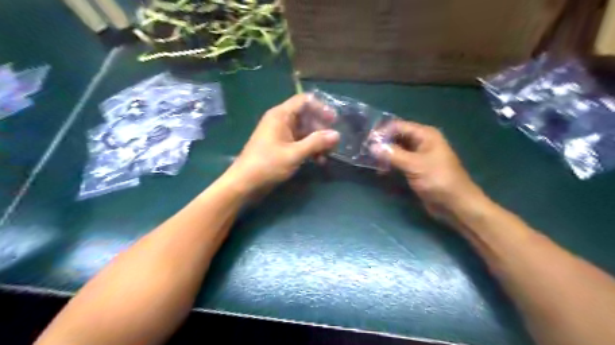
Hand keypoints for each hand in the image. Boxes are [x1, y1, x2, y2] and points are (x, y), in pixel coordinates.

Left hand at [225, 94, 337, 195]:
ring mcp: (280, 135)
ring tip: (327, 155)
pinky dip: (309, 149)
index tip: (333, 120)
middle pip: (306, 117)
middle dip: (321, 129)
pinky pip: (299, 143)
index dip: (320, 107)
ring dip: (317, 142)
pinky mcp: (281, 147)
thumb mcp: (294, 153)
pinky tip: (318, 161)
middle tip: (333, 142)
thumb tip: (336, 134)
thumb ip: (316, 143)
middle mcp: (281, 121)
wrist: (245, 184)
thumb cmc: (267, 165)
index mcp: (280, 115)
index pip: (304, 101)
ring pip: (304, 132)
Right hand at [373, 120, 488, 222]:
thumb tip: (372, 146)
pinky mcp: (415, 168)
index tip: (366, 142)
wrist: (455, 204)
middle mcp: (421, 142)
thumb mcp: (415, 165)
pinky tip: (380, 171)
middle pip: (397, 137)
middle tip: (365, 152)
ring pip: (397, 149)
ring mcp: (418, 155)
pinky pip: (399, 161)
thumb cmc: (438, 180)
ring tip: (371, 162)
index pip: (398, 126)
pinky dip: (390, 164)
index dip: (382, 132)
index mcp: (425, 135)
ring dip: (384, 154)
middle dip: (382, 143)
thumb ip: (393, 154)